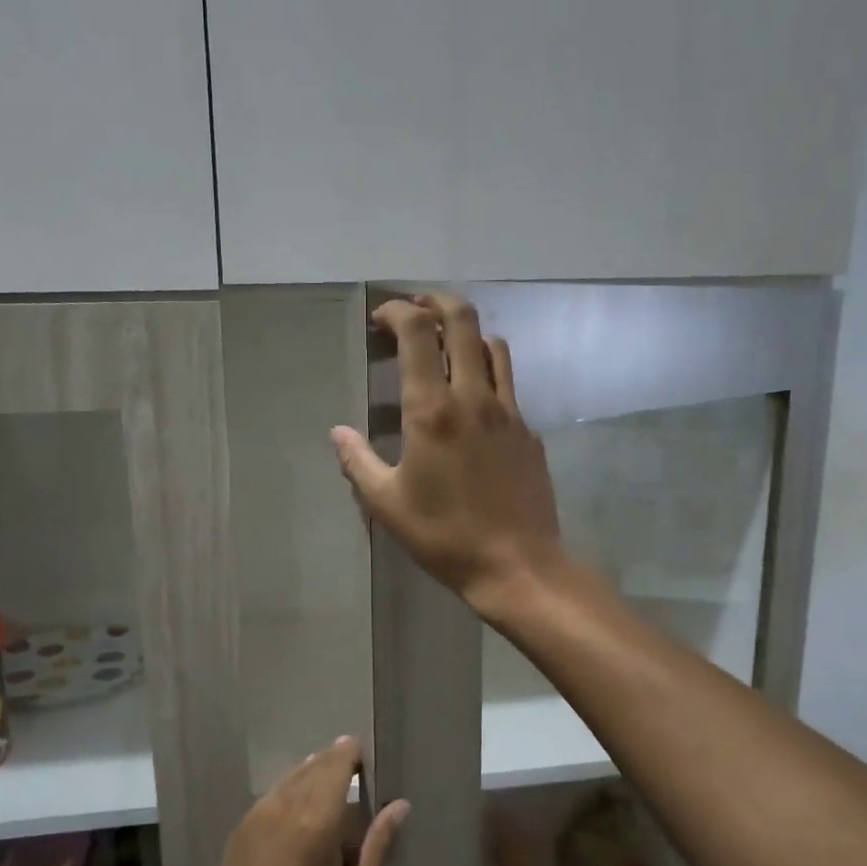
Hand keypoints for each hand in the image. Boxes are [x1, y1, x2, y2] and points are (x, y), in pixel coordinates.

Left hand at [195, 737, 407, 865]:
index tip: (372, 768)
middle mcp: (285, 805)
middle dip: (339, 764)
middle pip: (317, 763)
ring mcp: (258, 812)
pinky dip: (295, 790)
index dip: (355, 755)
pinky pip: (276, 791)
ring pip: (295, 774)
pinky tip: (304, 816)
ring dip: (317, 775)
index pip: (338, 763)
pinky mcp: (242, 825)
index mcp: (316, 822)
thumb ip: (378, 849)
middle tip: (361, 786)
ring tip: (335, 802)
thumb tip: (400, 806)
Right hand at [331, 293, 565, 615]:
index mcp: (432, 410)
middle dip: (436, 301)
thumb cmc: (444, 536)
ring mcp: (509, 411)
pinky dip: (487, 372)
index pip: (418, 332)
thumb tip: (337, 432)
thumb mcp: (387, 504)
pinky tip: (473, 400)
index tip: (379, 320)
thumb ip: (358, 462)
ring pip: (493, 346)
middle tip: (415, 308)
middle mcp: (474, 397)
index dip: (396, 311)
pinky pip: (508, 384)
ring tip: (446, 346)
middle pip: (463, 320)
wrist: (517, 564)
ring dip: (467, 332)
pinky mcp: (529, 431)